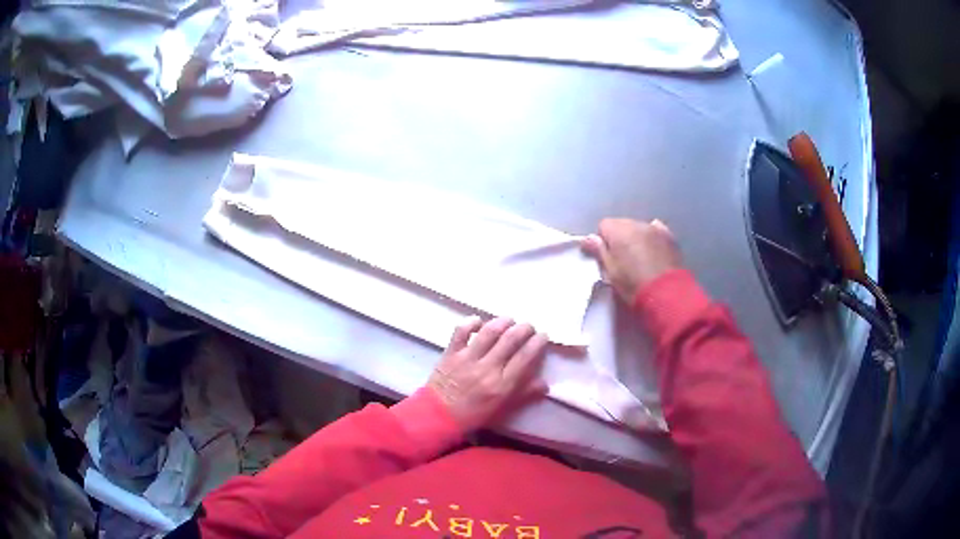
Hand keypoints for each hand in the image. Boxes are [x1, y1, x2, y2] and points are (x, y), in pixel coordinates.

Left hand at [428, 317, 548, 431]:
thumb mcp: (502, 410)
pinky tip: (479, 321)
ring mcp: (467, 358)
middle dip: (524, 328)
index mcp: (502, 385)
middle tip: (529, 326)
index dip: (538, 343)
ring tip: (510, 320)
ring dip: (503, 322)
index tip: (543, 336)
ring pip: (489, 332)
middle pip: (510, 339)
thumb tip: (545, 384)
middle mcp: (487, 368)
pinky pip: (461, 331)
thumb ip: (524, 395)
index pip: (525, 357)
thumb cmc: (473, 416)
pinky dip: (471, 322)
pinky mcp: (451, 353)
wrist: (437, 417)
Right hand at [582, 218, 682, 302]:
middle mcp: (636, 223)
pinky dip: (652, 236)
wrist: (666, 294)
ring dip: (636, 237)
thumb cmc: (633, 284)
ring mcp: (654, 228)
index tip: (606, 257)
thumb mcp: (611, 271)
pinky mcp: (669, 236)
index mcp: (618, 230)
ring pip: (638, 227)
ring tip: (639, 257)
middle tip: (622, 259)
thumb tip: (588, 238)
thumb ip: (599, 251)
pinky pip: (655, 230)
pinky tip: (653, 249)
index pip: (603, 226)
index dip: (602, 241)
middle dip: (620, 238)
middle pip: (621, 224)